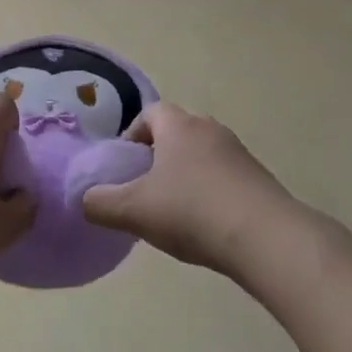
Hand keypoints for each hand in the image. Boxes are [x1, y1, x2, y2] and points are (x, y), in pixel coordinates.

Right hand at [81, 102, 298, 275]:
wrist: (267, 239)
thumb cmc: (192, 212)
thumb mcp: (133, 210)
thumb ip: (100, 203)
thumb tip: (84, 200)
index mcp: (178, 126)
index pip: (150, 113)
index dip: (132, 134)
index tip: (124, 165)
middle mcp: (210, 129)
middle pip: (176, 131)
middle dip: (158, 154)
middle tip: (144, 187)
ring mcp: (239, 153)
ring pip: (202, 154)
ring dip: (185, 174)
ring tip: (174, 210)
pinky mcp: (259, 179)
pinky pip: (224, 176)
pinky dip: (210, 191)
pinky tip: (205, 224)